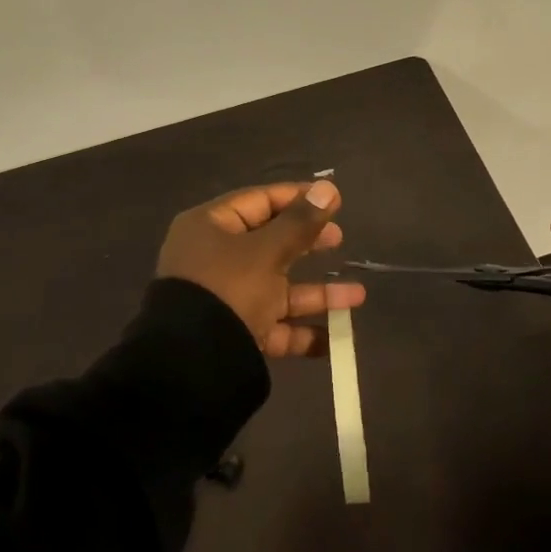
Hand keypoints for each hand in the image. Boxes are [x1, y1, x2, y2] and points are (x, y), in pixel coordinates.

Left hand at [157, 180, 364, 356]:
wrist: (192, 363)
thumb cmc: (229, 288)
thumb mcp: (267, 251)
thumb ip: (300, 223)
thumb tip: (328, 188)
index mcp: (210, 227)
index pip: (259, 201)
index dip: (297, 198)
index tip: (333, 200)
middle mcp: (215, 259)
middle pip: (269, 243)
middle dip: (308, 243)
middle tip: (340, 239)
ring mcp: (225, 299)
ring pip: (277, 289)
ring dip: (317, 294)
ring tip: (357, 296)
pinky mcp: (235, 334)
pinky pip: (273, 327)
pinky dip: (301, 332)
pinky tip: (335, 338)